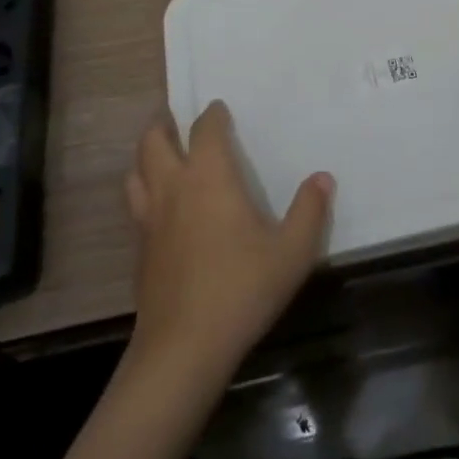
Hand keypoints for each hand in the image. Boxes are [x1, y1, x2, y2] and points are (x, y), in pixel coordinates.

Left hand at [124, 101, 332, 385]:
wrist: (183, 349)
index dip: (212, 114)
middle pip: (154, 140)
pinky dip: (143, 191)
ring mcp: (151, 219)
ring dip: (146, 155)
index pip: (204, 129)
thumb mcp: (291, 252)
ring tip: (160, 154)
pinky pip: (136, 205)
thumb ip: (309, 211)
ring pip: (136, 171)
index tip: (219, 109)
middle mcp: (174, 187)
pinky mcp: (140, 250)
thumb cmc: (241, 289)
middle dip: (164, 124)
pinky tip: (160, 208)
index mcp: (209, 176)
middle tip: (176, 119)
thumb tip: (323, 178)